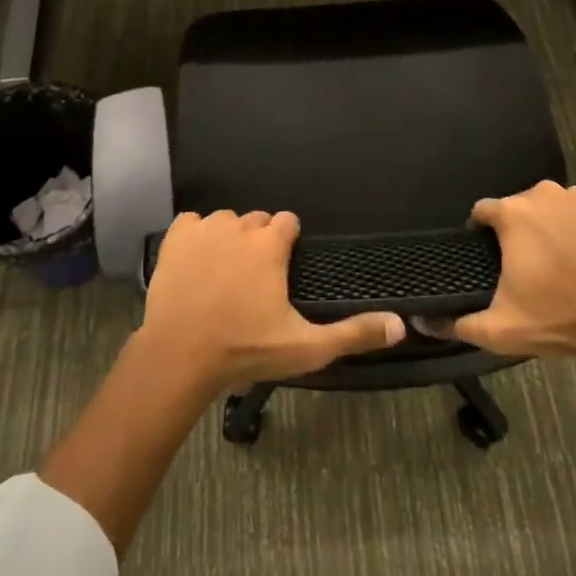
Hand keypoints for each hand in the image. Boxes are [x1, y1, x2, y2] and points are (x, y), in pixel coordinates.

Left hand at [139, 209, 405, 392]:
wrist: (179, 355)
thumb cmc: (245, 349)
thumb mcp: (305, 347)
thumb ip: (353, 333)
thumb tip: (400, 325)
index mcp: (269, 244)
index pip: (288, 221)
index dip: (288, 241)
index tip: (284, 267)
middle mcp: (239, 226)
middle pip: (257, 220)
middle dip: (259, 241)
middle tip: (255, 280)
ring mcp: (204, 228)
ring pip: (225, 221)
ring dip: (229, 239)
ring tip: (224, 275)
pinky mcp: (175, 237)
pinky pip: (192, 223)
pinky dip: (196, 237)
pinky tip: (196, 264)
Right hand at [423, 180, 575, 364]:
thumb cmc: (561, 318)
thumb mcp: (502, 329)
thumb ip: (460, 323)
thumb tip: (425, 322)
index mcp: (512, 215)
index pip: (483, 211)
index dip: (482, 232)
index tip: (491, 256)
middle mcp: (543, 194)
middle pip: (521, 206)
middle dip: (521, 229)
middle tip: (532, 264)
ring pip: (555, 204)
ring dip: (554, 223)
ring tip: (565, 257)